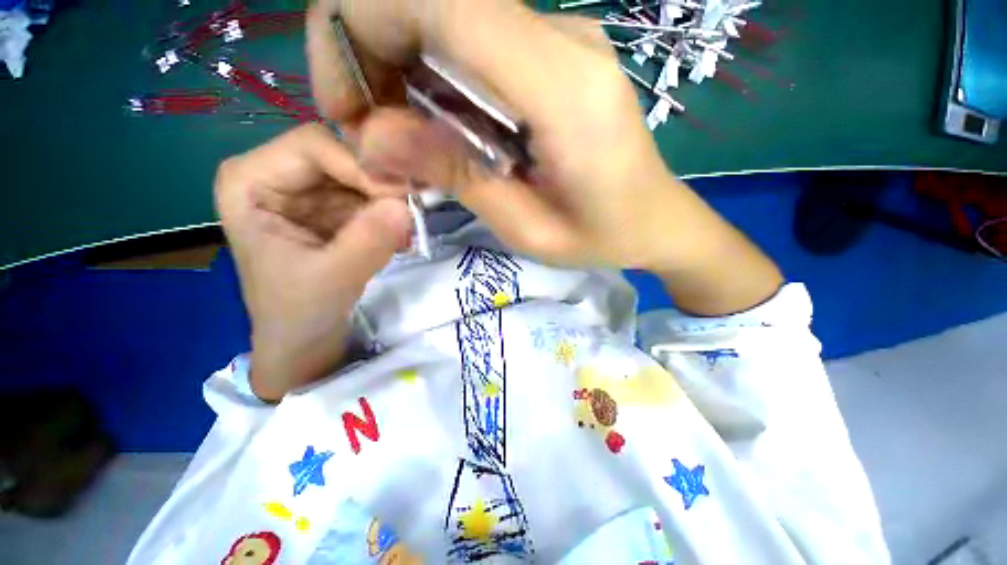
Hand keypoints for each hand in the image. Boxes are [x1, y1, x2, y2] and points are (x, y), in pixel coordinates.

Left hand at [215, 124, 411, 401]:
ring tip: (407, 234)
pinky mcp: (331, 208)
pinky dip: (390, 215)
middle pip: (340, 155)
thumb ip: (368, 241)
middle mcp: (276, 174)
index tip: (402, 198)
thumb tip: (406, 206)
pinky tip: (400, 239)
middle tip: (414, 213)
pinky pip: (369, 197)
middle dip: (380, 185)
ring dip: (390, 202)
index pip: (313, 145)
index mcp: (250, 181)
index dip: (361, 166)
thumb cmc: (299, 312)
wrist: (304, 339)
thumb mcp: (332, 278)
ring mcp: (307, 190)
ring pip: (361, 175)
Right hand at [307, 0, 688, 268]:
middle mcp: (563, 40)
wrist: (655, 219)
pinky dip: (434, 75)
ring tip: (404, 139)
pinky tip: (443, 128)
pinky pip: (473, 41)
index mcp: (563, 89)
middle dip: (370, 49)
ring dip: (400, 67)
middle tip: (371, 130)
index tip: (347, 107)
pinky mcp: (556, 53)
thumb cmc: (601, 236)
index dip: (360, 29)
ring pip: (448, 14)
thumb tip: (373, 136)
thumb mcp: (527, 229)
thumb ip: (457, 176)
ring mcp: (562, 39)